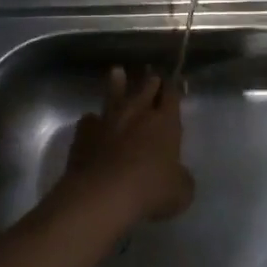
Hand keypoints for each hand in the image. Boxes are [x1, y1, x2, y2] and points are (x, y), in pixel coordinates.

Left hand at [56, 67, 194, 224]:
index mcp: (165, 122)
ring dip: (117, 83)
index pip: (171, 96)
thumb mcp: (180, 192)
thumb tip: (178, 175)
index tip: (174, 83)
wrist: (102, 194)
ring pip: (114, 94)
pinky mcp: (85, 132)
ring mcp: (108, 119)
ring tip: (117, 71)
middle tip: (152, 76)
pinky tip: (91, 122)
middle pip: (145, 88)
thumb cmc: (149, 190)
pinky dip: (92, 120)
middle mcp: (137, 113)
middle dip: (151, 81)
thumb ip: (181, 178)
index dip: (173, 89)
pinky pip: (89, 120)